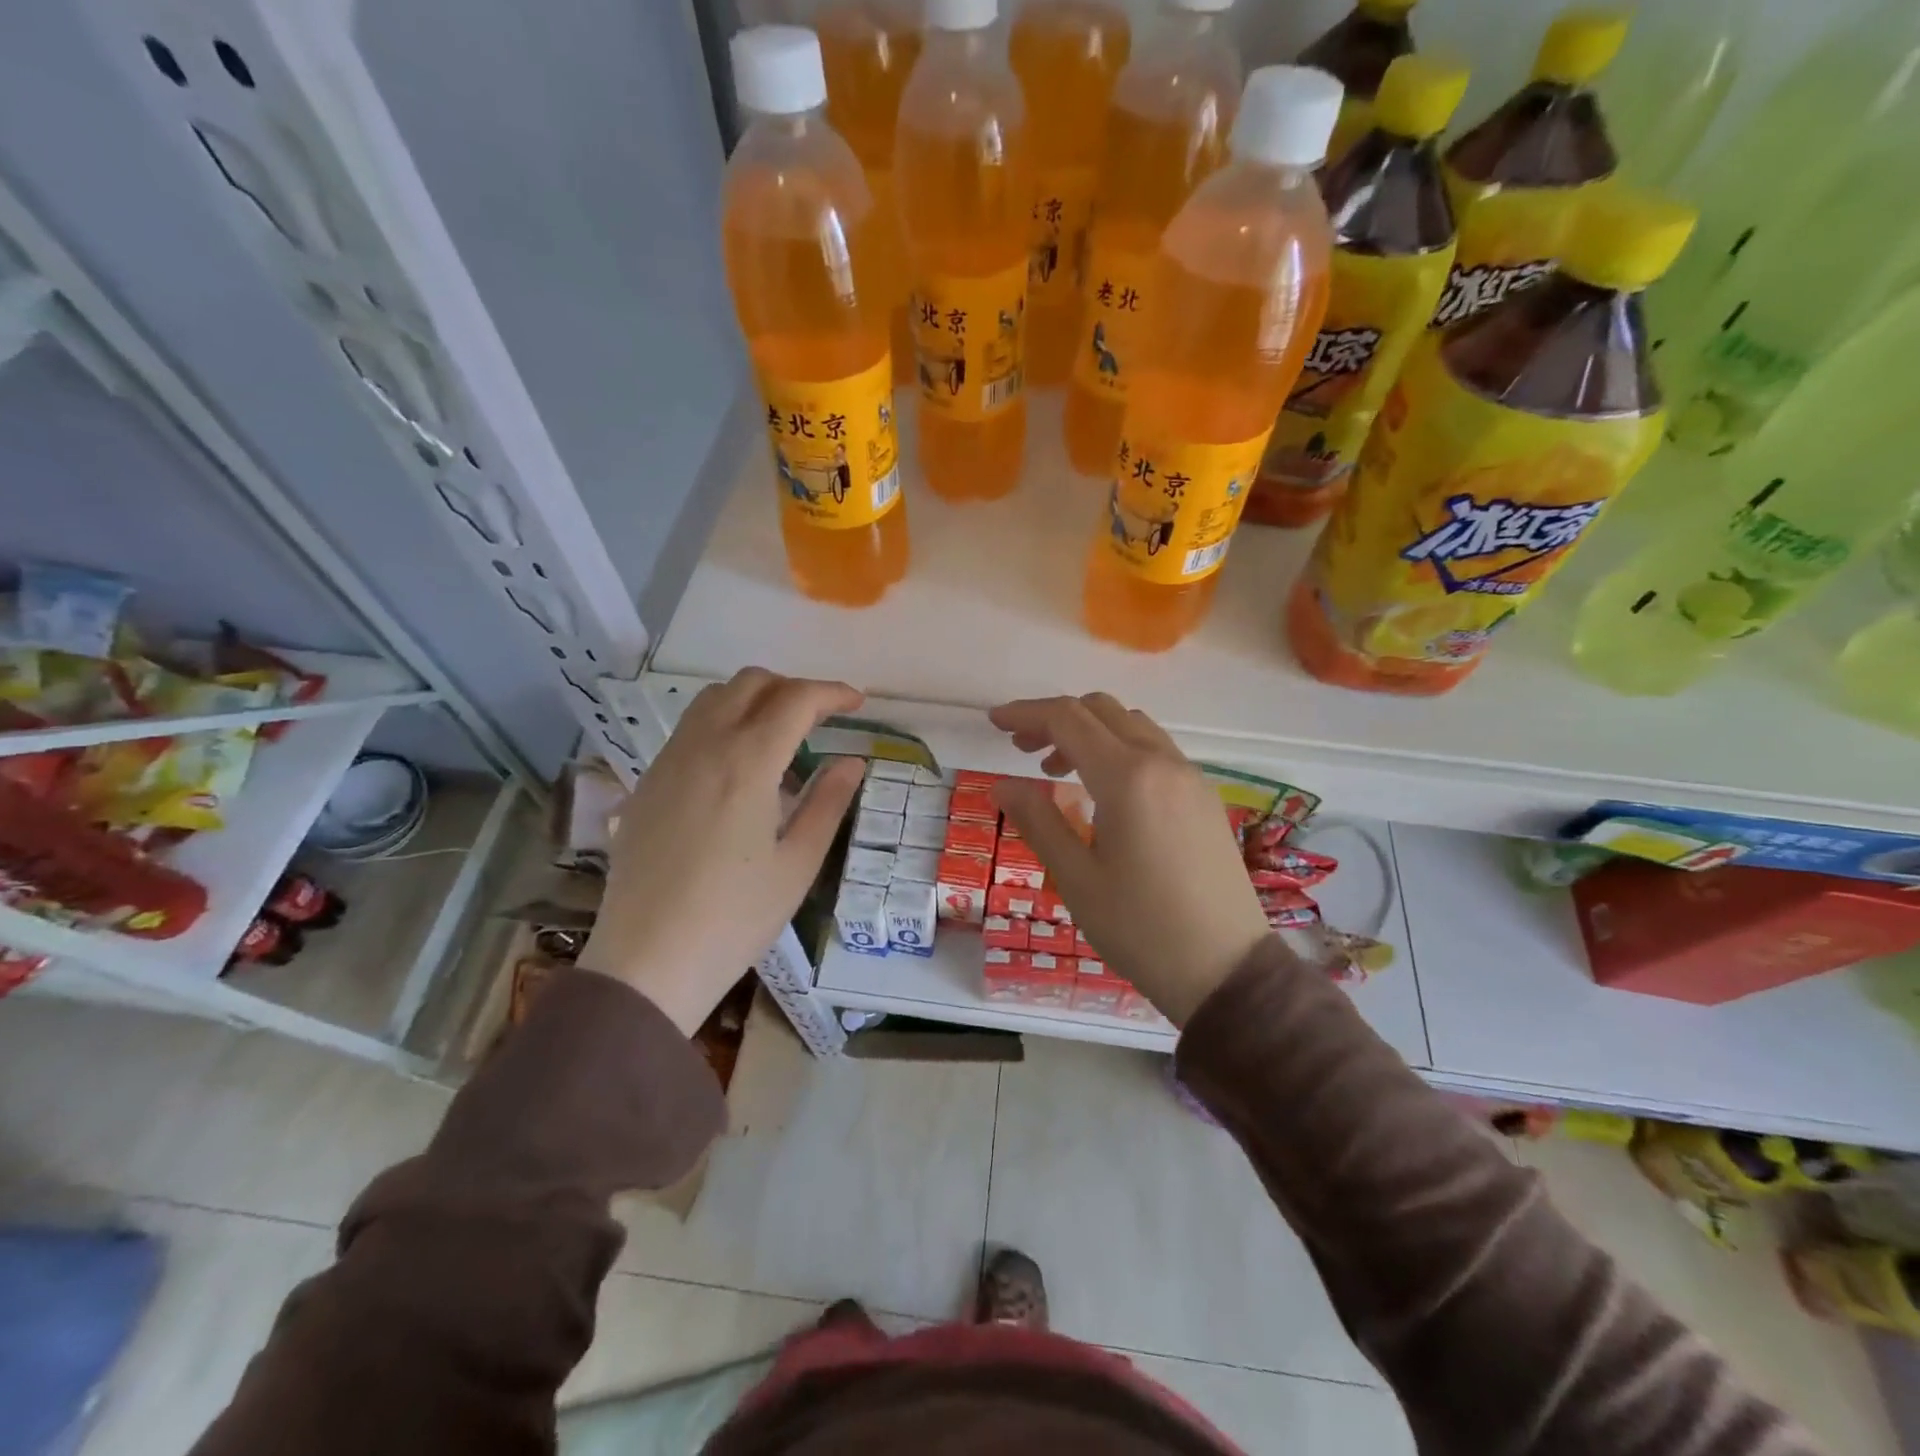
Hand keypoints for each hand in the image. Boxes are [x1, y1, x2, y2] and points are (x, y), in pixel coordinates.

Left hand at [578, 669, 864, 1033]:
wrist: (647, 961)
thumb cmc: (736, 918)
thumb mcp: (798, 864)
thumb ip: (828, 803)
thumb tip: (852, 761)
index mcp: (747, 764)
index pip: (795, 700)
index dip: (832, 693)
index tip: (858, 704)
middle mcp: (703, 746)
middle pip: (750, 683)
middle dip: (793, 689)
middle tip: (822, 719)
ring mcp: (668, 761)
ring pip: (713, 698)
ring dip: (755, 700)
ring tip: (781, 737)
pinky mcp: (647, 783)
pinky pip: (690, 728)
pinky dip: (724, 723)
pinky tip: (739, 768)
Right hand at [988, 694, 1275, 1025]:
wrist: (1226, 970)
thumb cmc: (1141, 928)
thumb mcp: (1076, 879)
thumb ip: (1037, 821)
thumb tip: (1003, 784)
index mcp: (1127, 777)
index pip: (1067, 719)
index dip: (1025, 713)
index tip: (994, 722)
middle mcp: (1163, 762)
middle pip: (1101, 710)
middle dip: (1055, 718)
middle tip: (1021, 748)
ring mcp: (1190, 777)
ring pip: (1131, 725)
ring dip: (1089, 732)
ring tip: (1056, 771)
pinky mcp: (1205, 797)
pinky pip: (1155, 749)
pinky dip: (1119, 749)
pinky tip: (1103, 790)